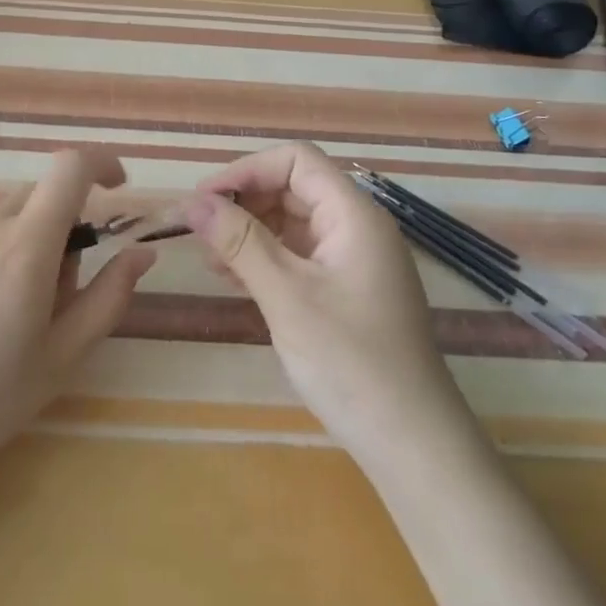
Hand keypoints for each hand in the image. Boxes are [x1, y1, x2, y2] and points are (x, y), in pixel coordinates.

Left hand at [0, 148, 154, 480]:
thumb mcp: (63, 356)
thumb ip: (109, 296)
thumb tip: (141, 252)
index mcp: (26, 247)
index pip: (69, 169)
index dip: (100, 163)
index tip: (116, 187)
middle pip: (36, 200)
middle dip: (58, 229)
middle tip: (51, 294)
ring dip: (16, 247)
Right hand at [185, 142, 468, 464]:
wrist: (413, 445)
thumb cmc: (351, 363)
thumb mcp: (287, 297)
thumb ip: (240, 243)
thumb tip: (193, 202)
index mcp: (353, 215)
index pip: (296, 160)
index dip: (247, 170)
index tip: (204, 199)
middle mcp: (356, 227)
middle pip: (292, 188)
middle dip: (244, 202)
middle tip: (200, 233)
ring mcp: (353, 259)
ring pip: (292, 221)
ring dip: (249, 231)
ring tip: (211, 259)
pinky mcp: (346, 289)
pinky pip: (299, 254)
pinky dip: (265, 258)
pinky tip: (235, 279)